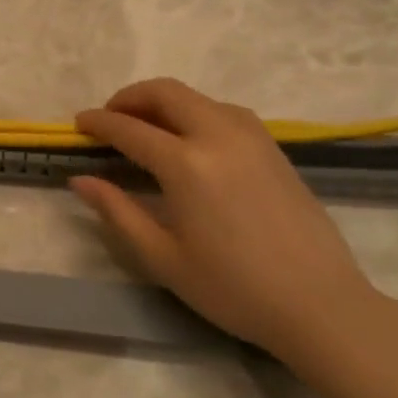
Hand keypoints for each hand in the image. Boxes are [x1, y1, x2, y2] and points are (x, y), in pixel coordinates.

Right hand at [71, 78, 387, 366]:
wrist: (319, 304)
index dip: (99, 123)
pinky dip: (195, 110)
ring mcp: (251, 137)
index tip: (77, 124)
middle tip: (109, 118)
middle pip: (165, 93)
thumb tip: (80, 180)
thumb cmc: (233, 288)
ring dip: (163, 101)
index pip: (130, 129)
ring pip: (197, 97)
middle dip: (129, 98)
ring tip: (145, 127)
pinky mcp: (273, 147)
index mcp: (187, 164)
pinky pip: (224, 110)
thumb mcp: (163, 258)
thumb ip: (118, 212)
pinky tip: (189, 138)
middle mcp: (218, 136)